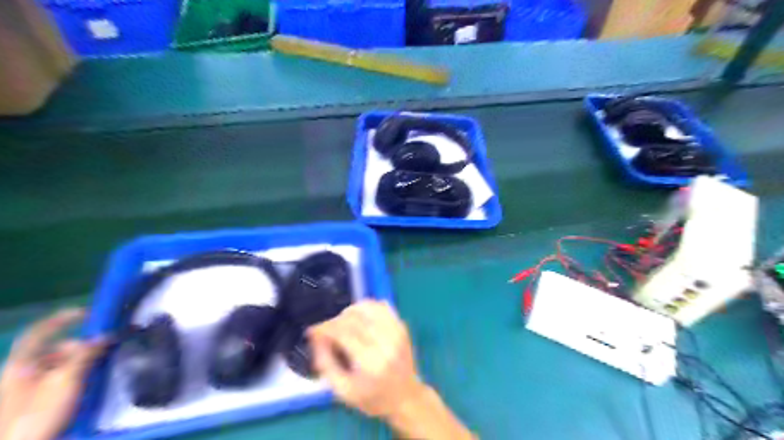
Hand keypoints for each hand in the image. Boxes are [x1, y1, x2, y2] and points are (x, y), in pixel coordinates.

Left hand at [0, 310, 106, 439]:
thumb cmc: (37, 414)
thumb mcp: (65, 381)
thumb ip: (85, 354)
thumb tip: (105, 334)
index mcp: (21, 364)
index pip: (40, 332)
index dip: (63, 319)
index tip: (90, 313)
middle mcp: (21, 373)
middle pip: (55, 350)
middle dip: (81, 347)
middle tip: (104, 351)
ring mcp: (25, 390)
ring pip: (59, 366)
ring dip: (82, 363)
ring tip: (101, 368)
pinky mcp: (34, 404)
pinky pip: (60, 381)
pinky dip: (76, 376)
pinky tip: (90, 383)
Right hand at [309, 298, 425, 418]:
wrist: (406, 398)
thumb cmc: (373, 398)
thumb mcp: (343, 391)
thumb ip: (326, 363)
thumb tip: (316, 337)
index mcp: (370, 362)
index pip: (343, 332)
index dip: (325, 327)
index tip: (313, 330)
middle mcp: (385, 343)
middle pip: (354, 318)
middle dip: (335, 320)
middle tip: (327, 330)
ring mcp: (396, 332)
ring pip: (368, 307)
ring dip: (350, 311)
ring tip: (343, 323)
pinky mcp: (402, 327)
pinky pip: (382, 306)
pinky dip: (368, 307)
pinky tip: (360, 317)